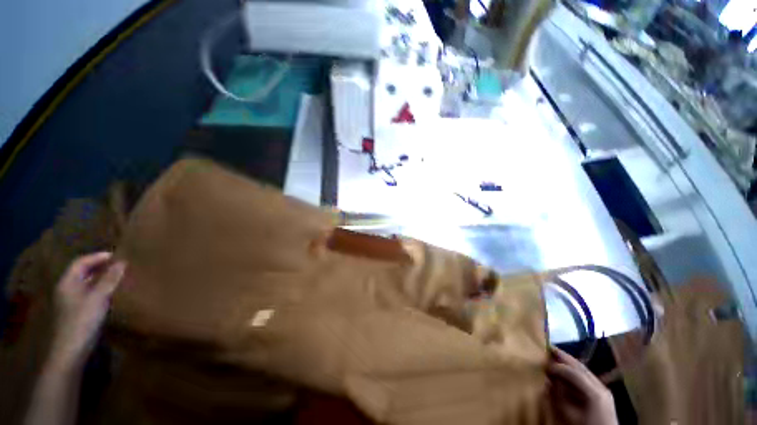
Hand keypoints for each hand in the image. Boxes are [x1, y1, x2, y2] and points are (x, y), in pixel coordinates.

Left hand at [49, 252, 125, 369]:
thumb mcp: (98, 297)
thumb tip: (122, 262)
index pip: (81, 262)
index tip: (116, 256)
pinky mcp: (76, 312)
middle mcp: (66, 289)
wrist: (71, 349)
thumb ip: (110, 279)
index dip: (97, 257)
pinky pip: (88, 294)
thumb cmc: (82, 319)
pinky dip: (99, 290)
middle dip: (99, 267)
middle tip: (119, 265)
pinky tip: (110, 294)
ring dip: (100, 279)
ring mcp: (70, 302)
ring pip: (86, 284)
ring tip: (117, 277)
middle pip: (82, 273)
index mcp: (67, 282)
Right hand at [547, 347, 617, 424]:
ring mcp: (604, 389)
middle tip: (550, 349)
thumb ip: (558, 396)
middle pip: (581, 367)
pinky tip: (568, 371)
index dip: (558, 366)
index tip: (544, 365)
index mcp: (594, 392)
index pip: (574, 372)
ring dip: (570, 363)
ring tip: (557, 357)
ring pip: (585, 370)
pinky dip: (576, 370)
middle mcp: (601, 386)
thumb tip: (547, 380)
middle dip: (565, 358)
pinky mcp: (604, 393)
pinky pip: (588, 376)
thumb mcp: (569, 413)